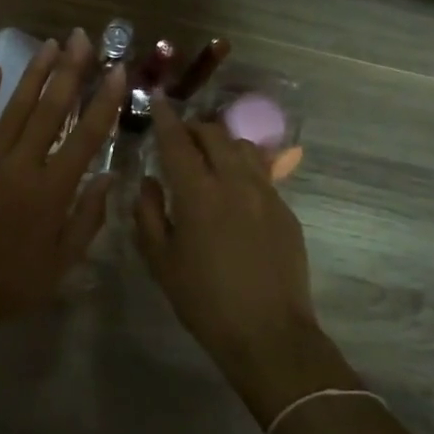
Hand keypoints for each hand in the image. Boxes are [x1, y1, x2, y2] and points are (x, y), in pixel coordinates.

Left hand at [0, 31, 124, 332]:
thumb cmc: (11, 282)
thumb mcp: (62, 263)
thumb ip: (88, 218)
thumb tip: (109, 177)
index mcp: (53, 190)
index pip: (87, 136)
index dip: (104, 101)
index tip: (116, 71)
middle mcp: (24, 165)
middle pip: (52, 109)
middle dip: (69, 70)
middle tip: (82, 38)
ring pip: (17, 107)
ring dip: (34, 73)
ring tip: (50, 44)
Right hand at [134, 101, 349, 415]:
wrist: (269, 333)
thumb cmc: (205, 301)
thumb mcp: (161, 261)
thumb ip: (148, 214)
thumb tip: (148, 182)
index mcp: (198, 194)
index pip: (178, 141)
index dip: (166, 118)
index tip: (159, 100)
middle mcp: (235, 182)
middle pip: (215, 135)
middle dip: (194, 128)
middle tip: (180, 137)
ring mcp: (266, 193)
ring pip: (244, 147)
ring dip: (222, 143)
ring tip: (210, 158)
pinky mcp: (285, 209)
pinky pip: (262, 173)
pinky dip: (243, 167)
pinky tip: (235, 190)